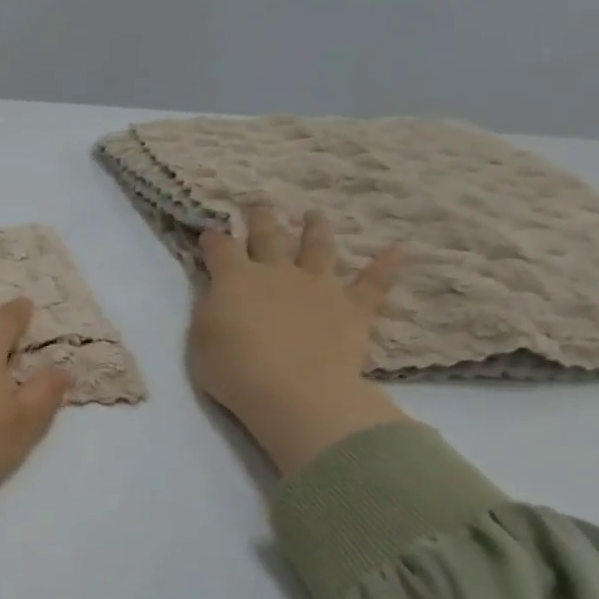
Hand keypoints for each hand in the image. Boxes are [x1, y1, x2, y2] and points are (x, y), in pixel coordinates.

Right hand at [190, 204, 408, 475]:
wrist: (295, 393)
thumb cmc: (235, 370)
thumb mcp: (201, 338)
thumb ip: (210, 309)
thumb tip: (219, 291)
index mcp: (235, 279)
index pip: (220, 248)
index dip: (213, 239)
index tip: (209, 233)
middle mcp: (277, 273)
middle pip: (269, 236)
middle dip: (262, 219)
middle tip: (260, 204)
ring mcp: (318, 287)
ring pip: (318, 249)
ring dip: (316, 230)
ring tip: (315, 216)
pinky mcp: (352, 309)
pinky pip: (373, 284)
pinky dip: (385, 266)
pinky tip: (398, 250)